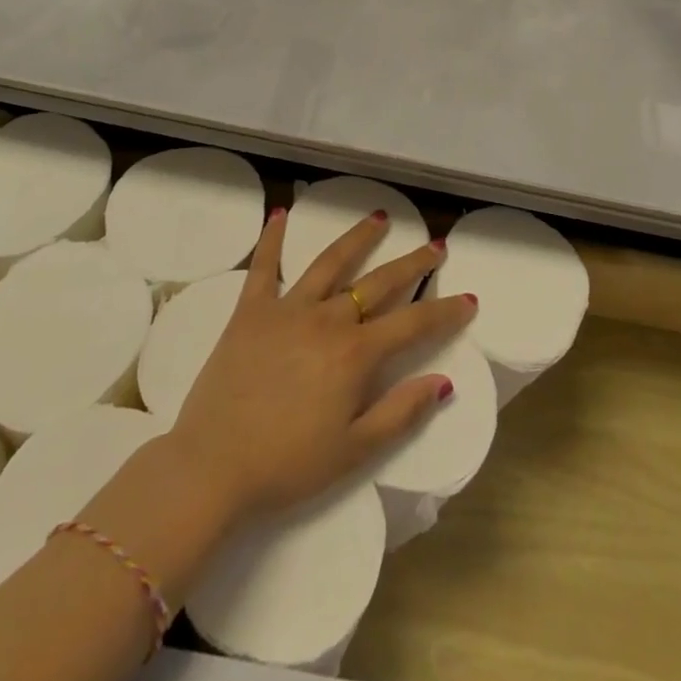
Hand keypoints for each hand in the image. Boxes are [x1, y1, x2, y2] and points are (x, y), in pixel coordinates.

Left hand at [161, 209, 475, 522]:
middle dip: (412, 264)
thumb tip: (444, 381)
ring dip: (358, 238)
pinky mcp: (250, 310)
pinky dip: (273, 238)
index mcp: (355, 354)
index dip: (444, 311)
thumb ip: (400, 412)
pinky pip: (264, 266)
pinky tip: (281, 213)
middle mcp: (327, 319)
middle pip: (378, 283)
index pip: (413, 324)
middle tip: (435, 246)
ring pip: (330, 262)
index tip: (468, 299)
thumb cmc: (287, 465)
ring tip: (378, 217)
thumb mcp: (353, 451)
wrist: (211, 466)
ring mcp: (287, 308)